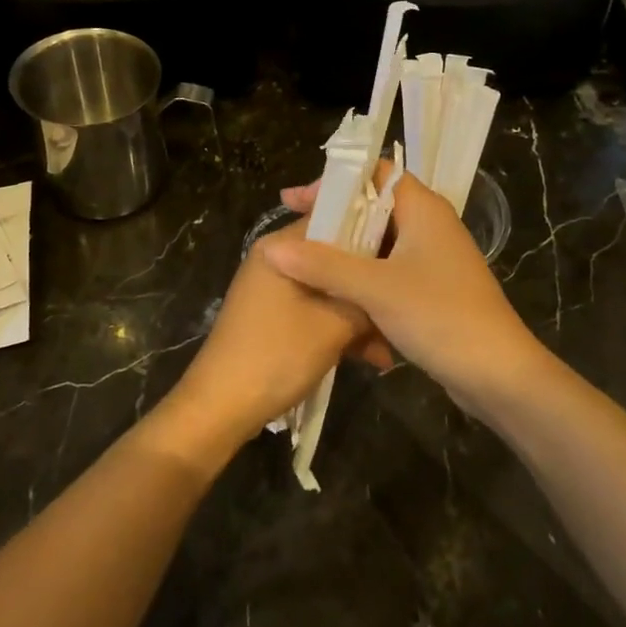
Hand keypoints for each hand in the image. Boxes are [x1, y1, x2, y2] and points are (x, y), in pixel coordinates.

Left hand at [159, 222, 379, 463]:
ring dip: (359, 316)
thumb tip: (392, 293)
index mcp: (282, 247)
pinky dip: (339, 330)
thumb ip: (366, 301)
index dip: (375, 234)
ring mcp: (274, 289)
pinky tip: (370, 358)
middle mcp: (277, 259)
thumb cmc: (276, 355)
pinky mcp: (275, 316)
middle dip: (369, 287)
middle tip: (402, 310)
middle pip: (335, 259)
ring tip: (390, 348)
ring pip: (329, 289)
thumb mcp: (333, 327)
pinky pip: (316, 311)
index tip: (405, 255)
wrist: (221, 407)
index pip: (337, 219)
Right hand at [262, 168, 551, 419]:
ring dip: (345, 247)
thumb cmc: (440, 317)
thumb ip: (323, 265)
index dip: (334, 183)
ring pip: (379, 240)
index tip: (296, 202)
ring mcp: (433, 256)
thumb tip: (272, 248)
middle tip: (293, 231)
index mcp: (423, 208)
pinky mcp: (432, 286)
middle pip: (374, 205)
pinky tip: (335, 289)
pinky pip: (388, 266)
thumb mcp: (376, 289)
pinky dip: (362, 272)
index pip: (374, 173)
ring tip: (305, 260)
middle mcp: (430, 223)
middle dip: (334, 217)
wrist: (498, 374)